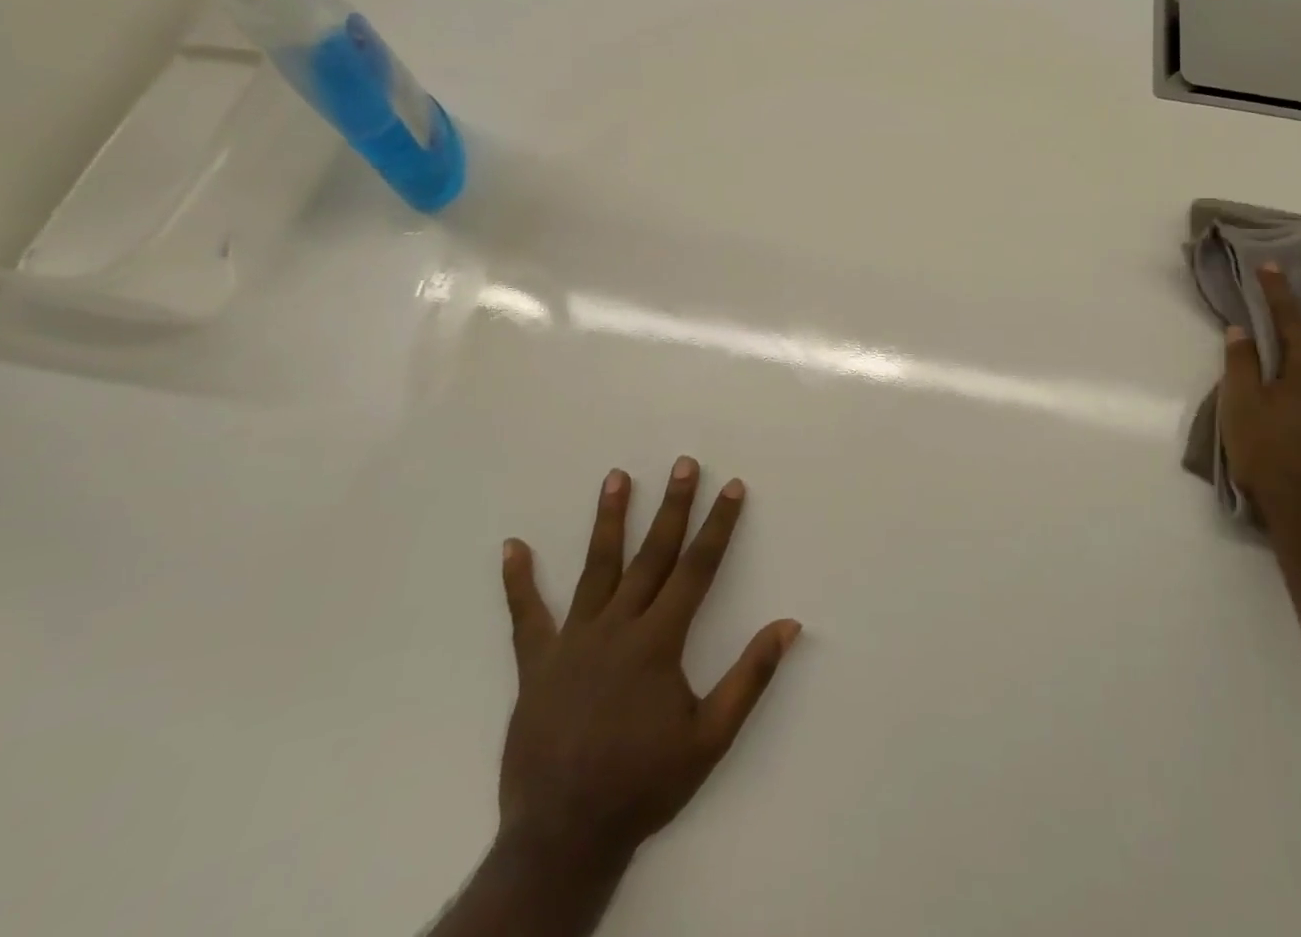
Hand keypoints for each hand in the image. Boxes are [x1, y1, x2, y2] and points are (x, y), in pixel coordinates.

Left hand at [495, 458, 800, 880]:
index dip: (718, 525)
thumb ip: (750, 678)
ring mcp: (573, 642)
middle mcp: (617, 628)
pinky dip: (518, 582)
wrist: (563, 837)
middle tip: (684, 463)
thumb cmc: (644, 784)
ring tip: (617, 476)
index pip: (697, 568)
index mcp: (658, 641)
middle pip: (652, 554)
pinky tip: (511, 547)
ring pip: (596, 568)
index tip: (732, 487)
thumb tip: (789, 625)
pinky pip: (527, 617)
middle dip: (673, 506)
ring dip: (609, 520)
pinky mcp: (537, 665)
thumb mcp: (710, 738)